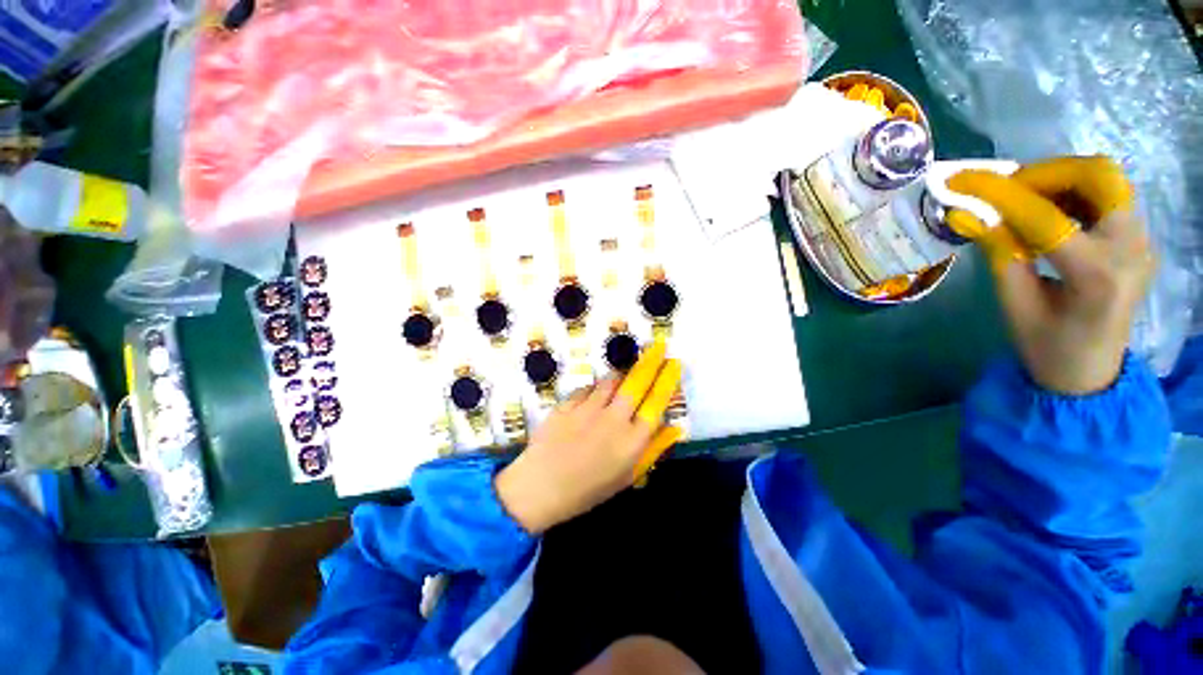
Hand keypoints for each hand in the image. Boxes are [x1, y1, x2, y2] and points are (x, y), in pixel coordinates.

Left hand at [495, 339, 683, 533]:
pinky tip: (593, 398)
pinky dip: (594, 389)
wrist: (541, 488)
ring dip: (620, 375)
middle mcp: (613, 419)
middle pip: (637, 382)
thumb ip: (652, 449)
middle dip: (651, 360)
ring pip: (611, 380)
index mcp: (632, 441)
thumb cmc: (589, 489)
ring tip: (623, 378)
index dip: (668, 379)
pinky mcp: (567, 404)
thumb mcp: (627, 476)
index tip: (675, 362)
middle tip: (659, 346)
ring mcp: (588, 409)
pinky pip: (587, 388)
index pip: (657, 402)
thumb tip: (675, 427)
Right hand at [946, 156, 1154, 394]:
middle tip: (1007, 188)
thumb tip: (967, 214)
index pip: (1045, 217)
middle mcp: (1129, 249)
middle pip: (1098, 177)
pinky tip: (1048, 210)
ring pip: (1106, 180)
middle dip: (1046, 173)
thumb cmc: (1047, 347)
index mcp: (1096, 275)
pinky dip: (1073, 192)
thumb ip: (999, 254)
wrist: (1091, 374)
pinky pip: (1108, 196)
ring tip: (1023, 198)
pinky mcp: (1136, 239)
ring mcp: (1140, 242)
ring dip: (1060, 179)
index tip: (961, 181)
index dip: (998, 194)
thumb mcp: (1014, 305)